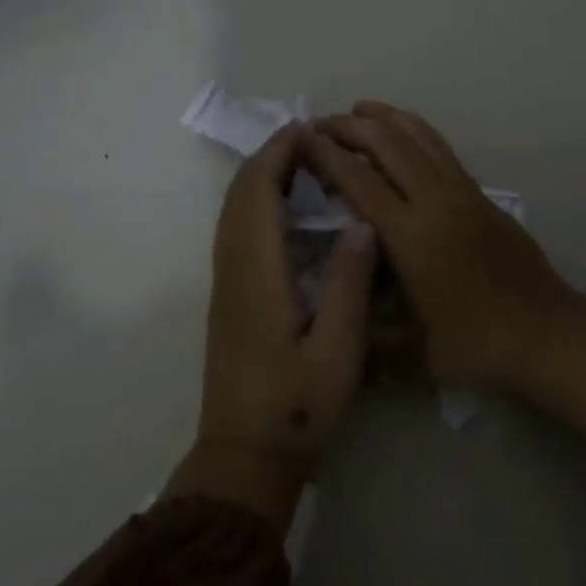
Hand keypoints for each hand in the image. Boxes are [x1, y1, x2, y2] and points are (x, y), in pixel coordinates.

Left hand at [165, 124, 377, 532]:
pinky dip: (256, 202)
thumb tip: (360, 222)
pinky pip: (235, 229)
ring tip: (303, 164)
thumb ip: (348, 283)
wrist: (243, 456)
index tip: (308, 129)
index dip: (278, 153)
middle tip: (311, 139)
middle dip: (269, 157)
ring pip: (233, 210)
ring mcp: (225, 281)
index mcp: (257, 271)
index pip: (258, 192)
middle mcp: (233, 266)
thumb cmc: (296, 406)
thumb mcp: (338, 350)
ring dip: (261, 177)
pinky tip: (286, 210)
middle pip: (240, 194)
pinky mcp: (228, 295)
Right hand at [305, 103, 577, 393]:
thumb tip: (325, 318)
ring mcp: (463, 192)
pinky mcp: (480, 194)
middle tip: (318, 124)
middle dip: (349, 126)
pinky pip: (440, 147)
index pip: (359, 180)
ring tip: (357, 110)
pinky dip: (413, 130)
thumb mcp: (410, 354)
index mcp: (412, 235)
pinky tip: (401, 134)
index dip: (326, 155)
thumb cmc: (477, 346)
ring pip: (419, 135)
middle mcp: (436, 201)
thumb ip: (363, 334)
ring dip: (385, 117)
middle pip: (388, 143)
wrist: (548, 336)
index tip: (300, 140)